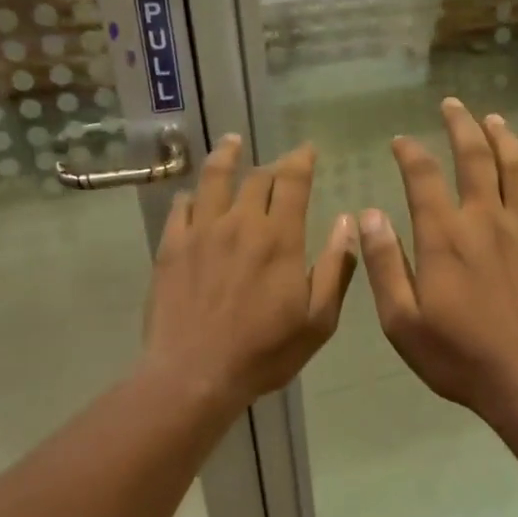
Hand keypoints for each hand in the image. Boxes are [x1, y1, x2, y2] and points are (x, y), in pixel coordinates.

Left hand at [141, 135, 355, 410]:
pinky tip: (193, 195)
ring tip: (232, 142)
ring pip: (213, 179)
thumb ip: (336, 268)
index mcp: (280, 238)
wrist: (195, 374)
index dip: (301, 161)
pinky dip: (191, 195)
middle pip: (256, 178)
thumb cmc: (264, 352)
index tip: (307, 150)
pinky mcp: (170, 247)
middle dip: (272, 164)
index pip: (293, 183)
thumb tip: (347, 223)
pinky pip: (180, 208)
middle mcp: (240, 223)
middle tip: (279, 163)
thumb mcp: (318, 320)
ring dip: (226, 156)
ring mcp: (201, 232)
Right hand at [359, 98, 517, 421]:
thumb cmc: (458, 356)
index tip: (401, 141)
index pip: (423, 177)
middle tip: (454, 105)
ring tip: (494, 120)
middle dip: (462, 126)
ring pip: (517, 171)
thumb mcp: (402, 320)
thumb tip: (369, 215)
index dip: (410, 153)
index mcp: (445, 237)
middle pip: (477, 159)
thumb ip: (385, 264)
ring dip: (505, 140)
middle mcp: (486, 222)